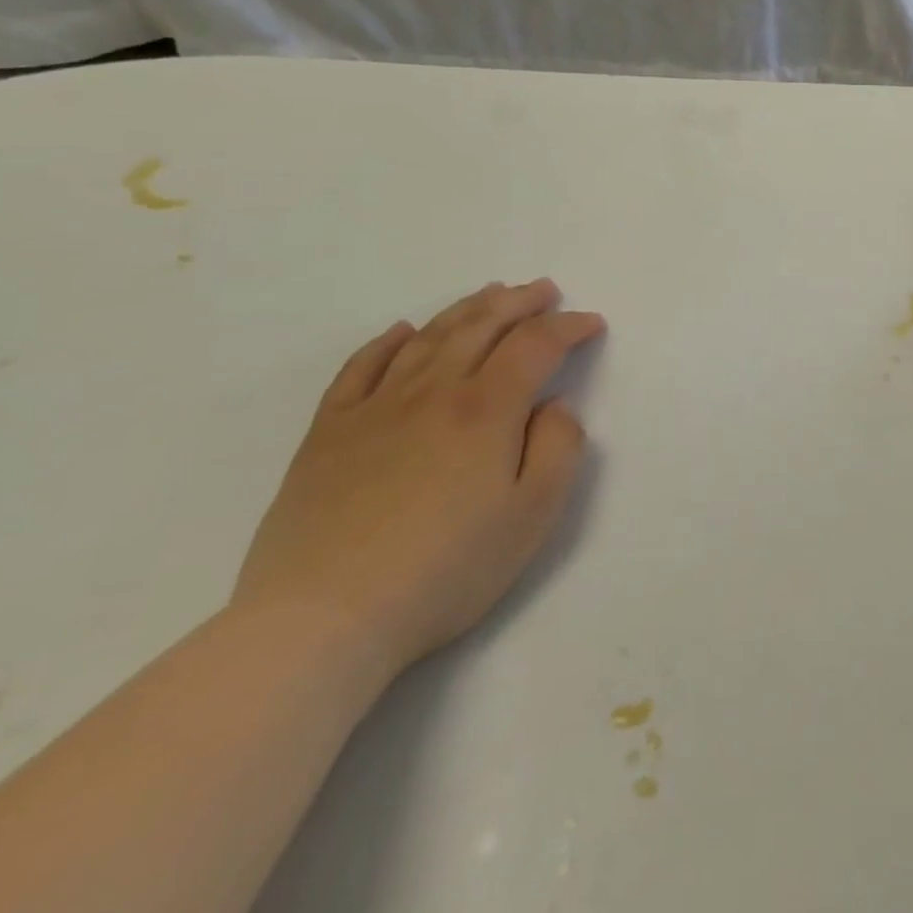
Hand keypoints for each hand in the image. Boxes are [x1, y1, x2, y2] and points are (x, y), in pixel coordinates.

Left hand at [233, 279, 605, 678]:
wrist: (320, 622)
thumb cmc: (445, 569)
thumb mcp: (533, 514)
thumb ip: (559, 448)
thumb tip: (553, 407)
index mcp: (487, 408)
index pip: (536, 344)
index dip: (569, 326)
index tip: (591, 324)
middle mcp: (433, 392)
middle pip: (482, 325)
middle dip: (520, 302)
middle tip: (545, 290)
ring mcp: (374, 408)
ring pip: (428, 336)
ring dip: (466, 308)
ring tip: (491, 294)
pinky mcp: (328, 434)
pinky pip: (359, 368)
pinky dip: (387, 342)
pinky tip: (402, 331)